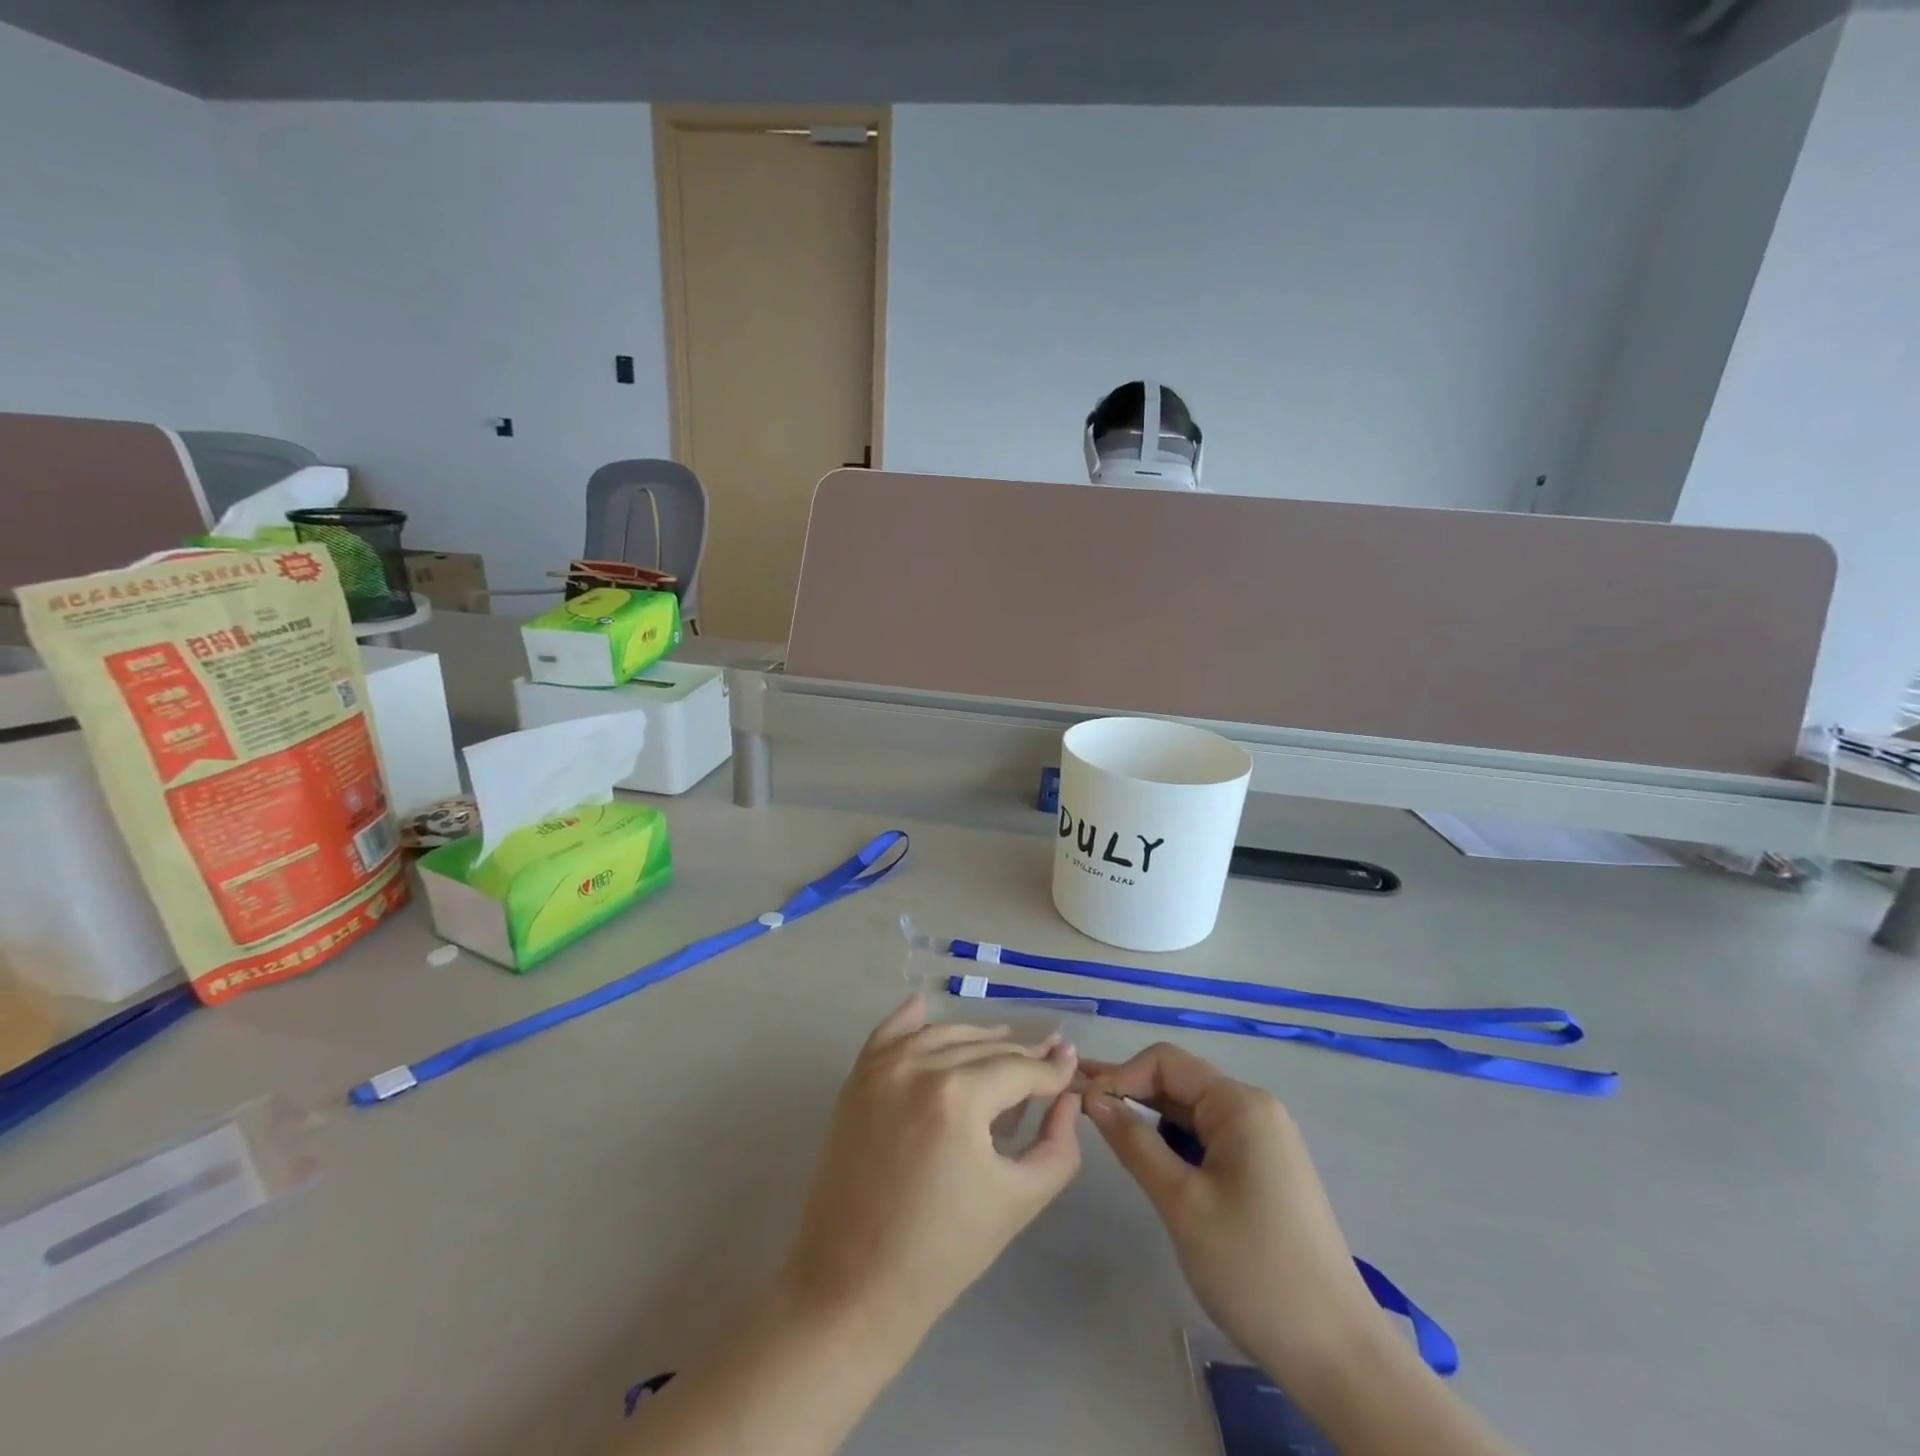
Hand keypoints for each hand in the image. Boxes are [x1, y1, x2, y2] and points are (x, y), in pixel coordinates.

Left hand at [777, 995, 1081, 1344]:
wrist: (852, 1287)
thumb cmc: (944, 1252)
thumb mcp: (1019, 1200)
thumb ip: (1057, 1145)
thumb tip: (1068, 1098)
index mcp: (959, 1095)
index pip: (1020, 1069)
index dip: (1051, 1070)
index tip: (1071, 1065)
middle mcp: (918, 1066)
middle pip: (984, 1049)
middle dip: (1020, 1056)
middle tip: (1046, 1062)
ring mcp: (882, 1069)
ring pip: (942, 1035)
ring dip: (976, 1039)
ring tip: (1004, 1045)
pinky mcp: (856, 1080)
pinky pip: (888, 1033)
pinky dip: (909, 1020)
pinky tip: (923, 1006)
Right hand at [1083, 1044, 1375, 1381]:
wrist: (1338, 1355)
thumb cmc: (1253, 1269)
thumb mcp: (1182, 1203)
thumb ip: (1135, 1142)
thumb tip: (1094, 1098)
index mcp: (1240, 1105)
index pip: (1166, 1061)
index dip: (1120, 1075)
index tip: (1084, 1105)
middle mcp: (1254, 1110)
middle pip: (1179, 1082)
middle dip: (1130, 1091)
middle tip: (1079, 1105)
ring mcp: (1263, 1141)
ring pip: (1191, 1112)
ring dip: (1150, 1118)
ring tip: (1106, 1130)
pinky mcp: (1264, 1171)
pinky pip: (1209, 1139)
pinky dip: (1174, 1143)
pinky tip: (1149, 1159)